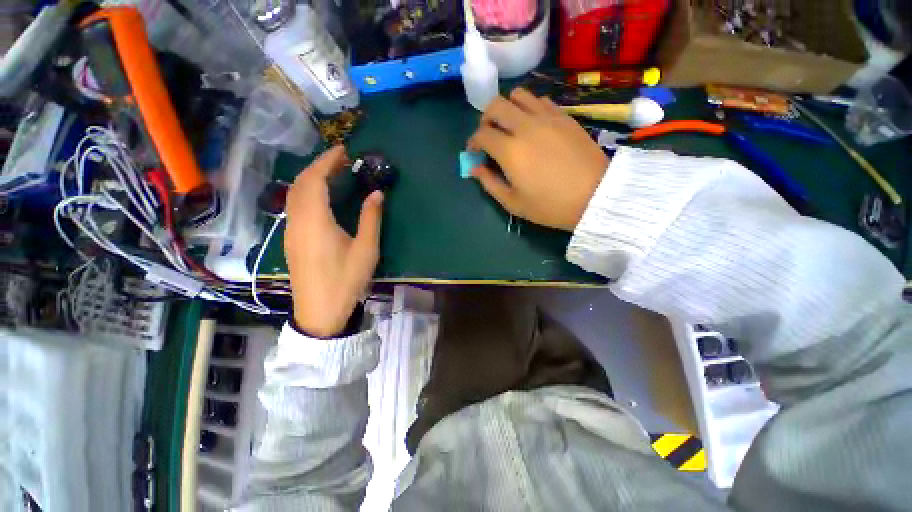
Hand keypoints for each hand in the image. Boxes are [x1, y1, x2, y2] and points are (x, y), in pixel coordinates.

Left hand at [283, 146, 383, 337]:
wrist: (320, 312)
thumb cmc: (346, 280)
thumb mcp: (366, 250)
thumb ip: (370, 218)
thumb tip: (377, 193)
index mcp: (316, 221)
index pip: (315, 180)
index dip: (327, 161)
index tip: (343, 151)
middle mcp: (298, 221)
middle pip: (301, 183)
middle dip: (319, 166)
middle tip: (341, 160)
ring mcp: (291, 231)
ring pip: (294, 194)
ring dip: (311, 179)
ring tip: (333, 174)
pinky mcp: (292, 240)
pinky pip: (295, 206)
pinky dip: (307, 192)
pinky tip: (322, 197)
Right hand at [468, 88, 608, 230]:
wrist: (595, 196)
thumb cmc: (550, 206)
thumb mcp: (513, 203)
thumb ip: (490, 183)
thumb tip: (474, 168)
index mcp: (510, 151)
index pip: (482, 134)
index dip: (473, 142)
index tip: (474, 152)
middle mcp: (525, 126)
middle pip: (496, 105)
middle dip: (486, 119)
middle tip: (489, 135)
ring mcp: (547, 117)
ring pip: (518, 95)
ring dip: (508, 108)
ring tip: (511, 127)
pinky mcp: (565, 116)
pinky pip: (540, 100)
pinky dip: (529, 108)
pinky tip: (533, 125)